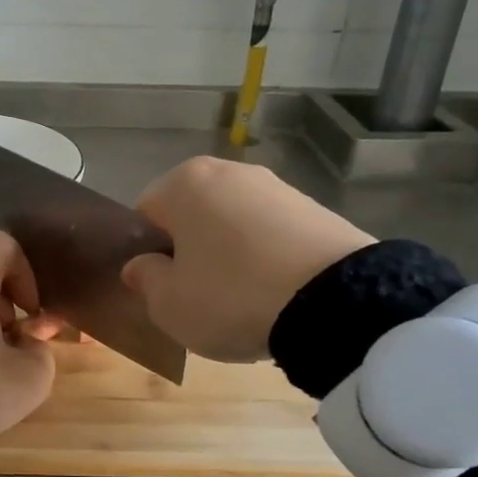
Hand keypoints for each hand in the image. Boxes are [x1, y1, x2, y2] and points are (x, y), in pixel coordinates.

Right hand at [122, 157, 374, 361]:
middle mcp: (228, 171)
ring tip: (241, 299)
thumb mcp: (169, 305)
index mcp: (183, 183)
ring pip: (231, 224)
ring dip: (228, 255)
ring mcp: (276, 186)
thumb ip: (145, 280)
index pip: (144, 216)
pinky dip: (265, 258)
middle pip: (190, 216)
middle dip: (189, 251)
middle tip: (197, 296)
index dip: (147, 255)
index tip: (161, 288)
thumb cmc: (231, 296)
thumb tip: (141, 266)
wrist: (336, 300)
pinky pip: (271, 234)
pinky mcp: (315, 208)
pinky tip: (275, 292)